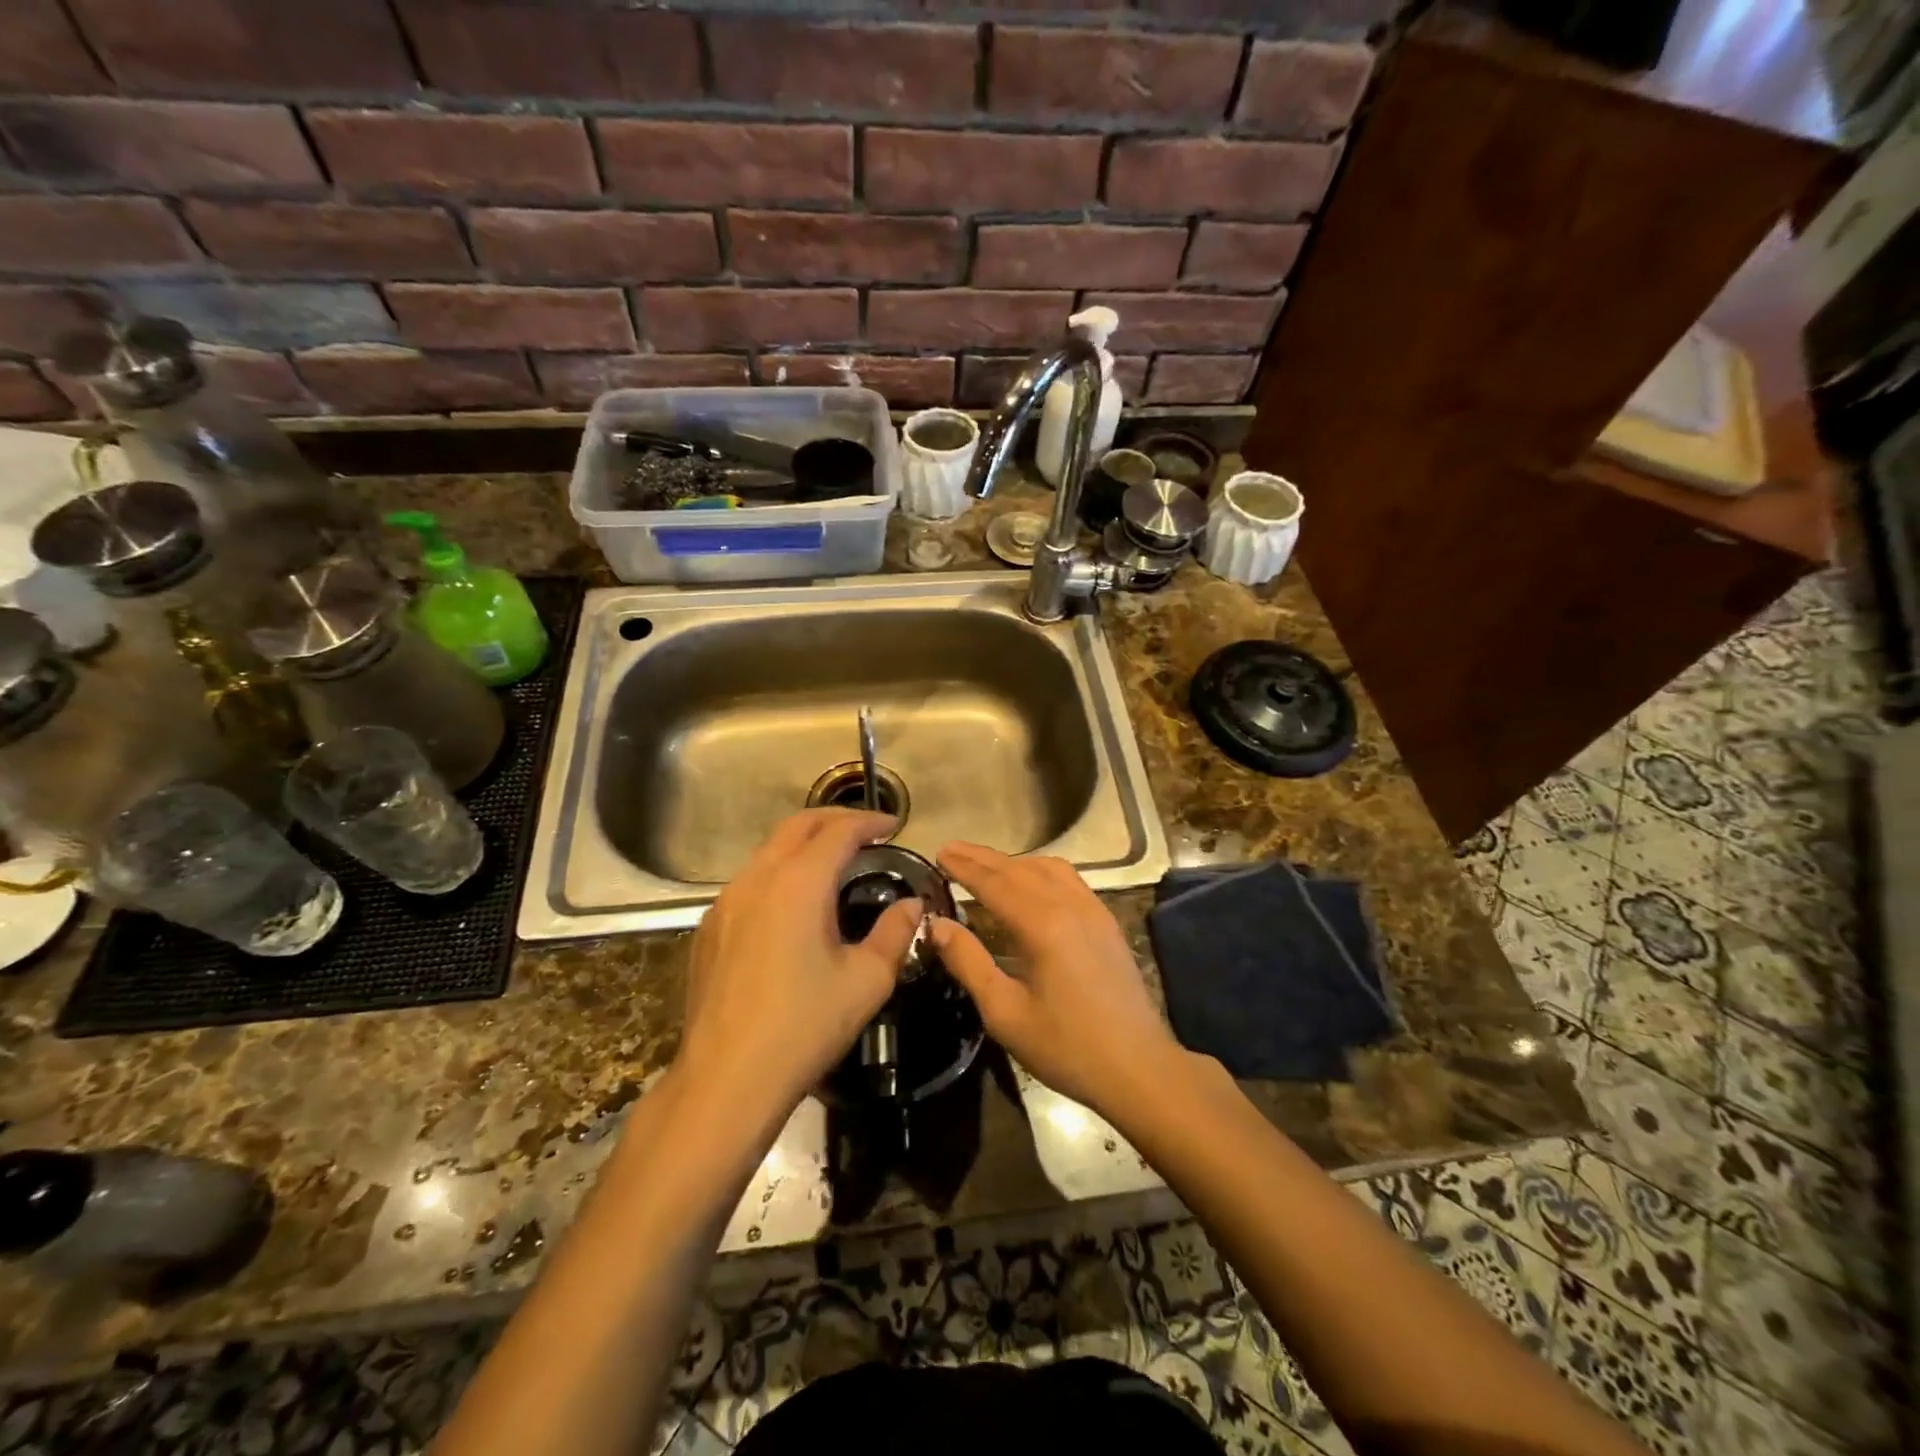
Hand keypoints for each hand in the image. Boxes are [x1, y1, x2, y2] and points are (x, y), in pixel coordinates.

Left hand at [677, 810, 921, 1117]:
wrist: (726, 1080)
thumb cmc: (804, 1027)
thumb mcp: (866, 980)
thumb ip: (895, 933)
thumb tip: (911, 906)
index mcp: (798, 883)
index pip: (838, 832)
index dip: (869, 822)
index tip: (893, 826)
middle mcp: (757, 879)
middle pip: (797, 826)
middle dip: (834, 820)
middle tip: (866, 831)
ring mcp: (725, 902)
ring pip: (768, 851)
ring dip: (803, 844)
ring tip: (833, 862)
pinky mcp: (709, 928)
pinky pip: (749, 881)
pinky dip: (778, 873)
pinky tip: (792, 904)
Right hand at [930, 842, 1185, 1117]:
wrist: (1138, 1067)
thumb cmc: (1066, 1047)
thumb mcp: (1005, 1013)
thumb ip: (969, 963)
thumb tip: (937, 925)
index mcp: (1042, 926)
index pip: (994, 883)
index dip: (964, 867)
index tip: (939, 853)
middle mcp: (1069, 906)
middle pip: (1019, 869)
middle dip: (983, 858)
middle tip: (952, 849)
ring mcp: (1093, 910)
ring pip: (1048, 868)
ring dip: (1012, 862)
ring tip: (985, 864)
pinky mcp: (1106, 922)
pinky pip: (1069, 879)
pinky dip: (1040, 870)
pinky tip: (1030, 882)